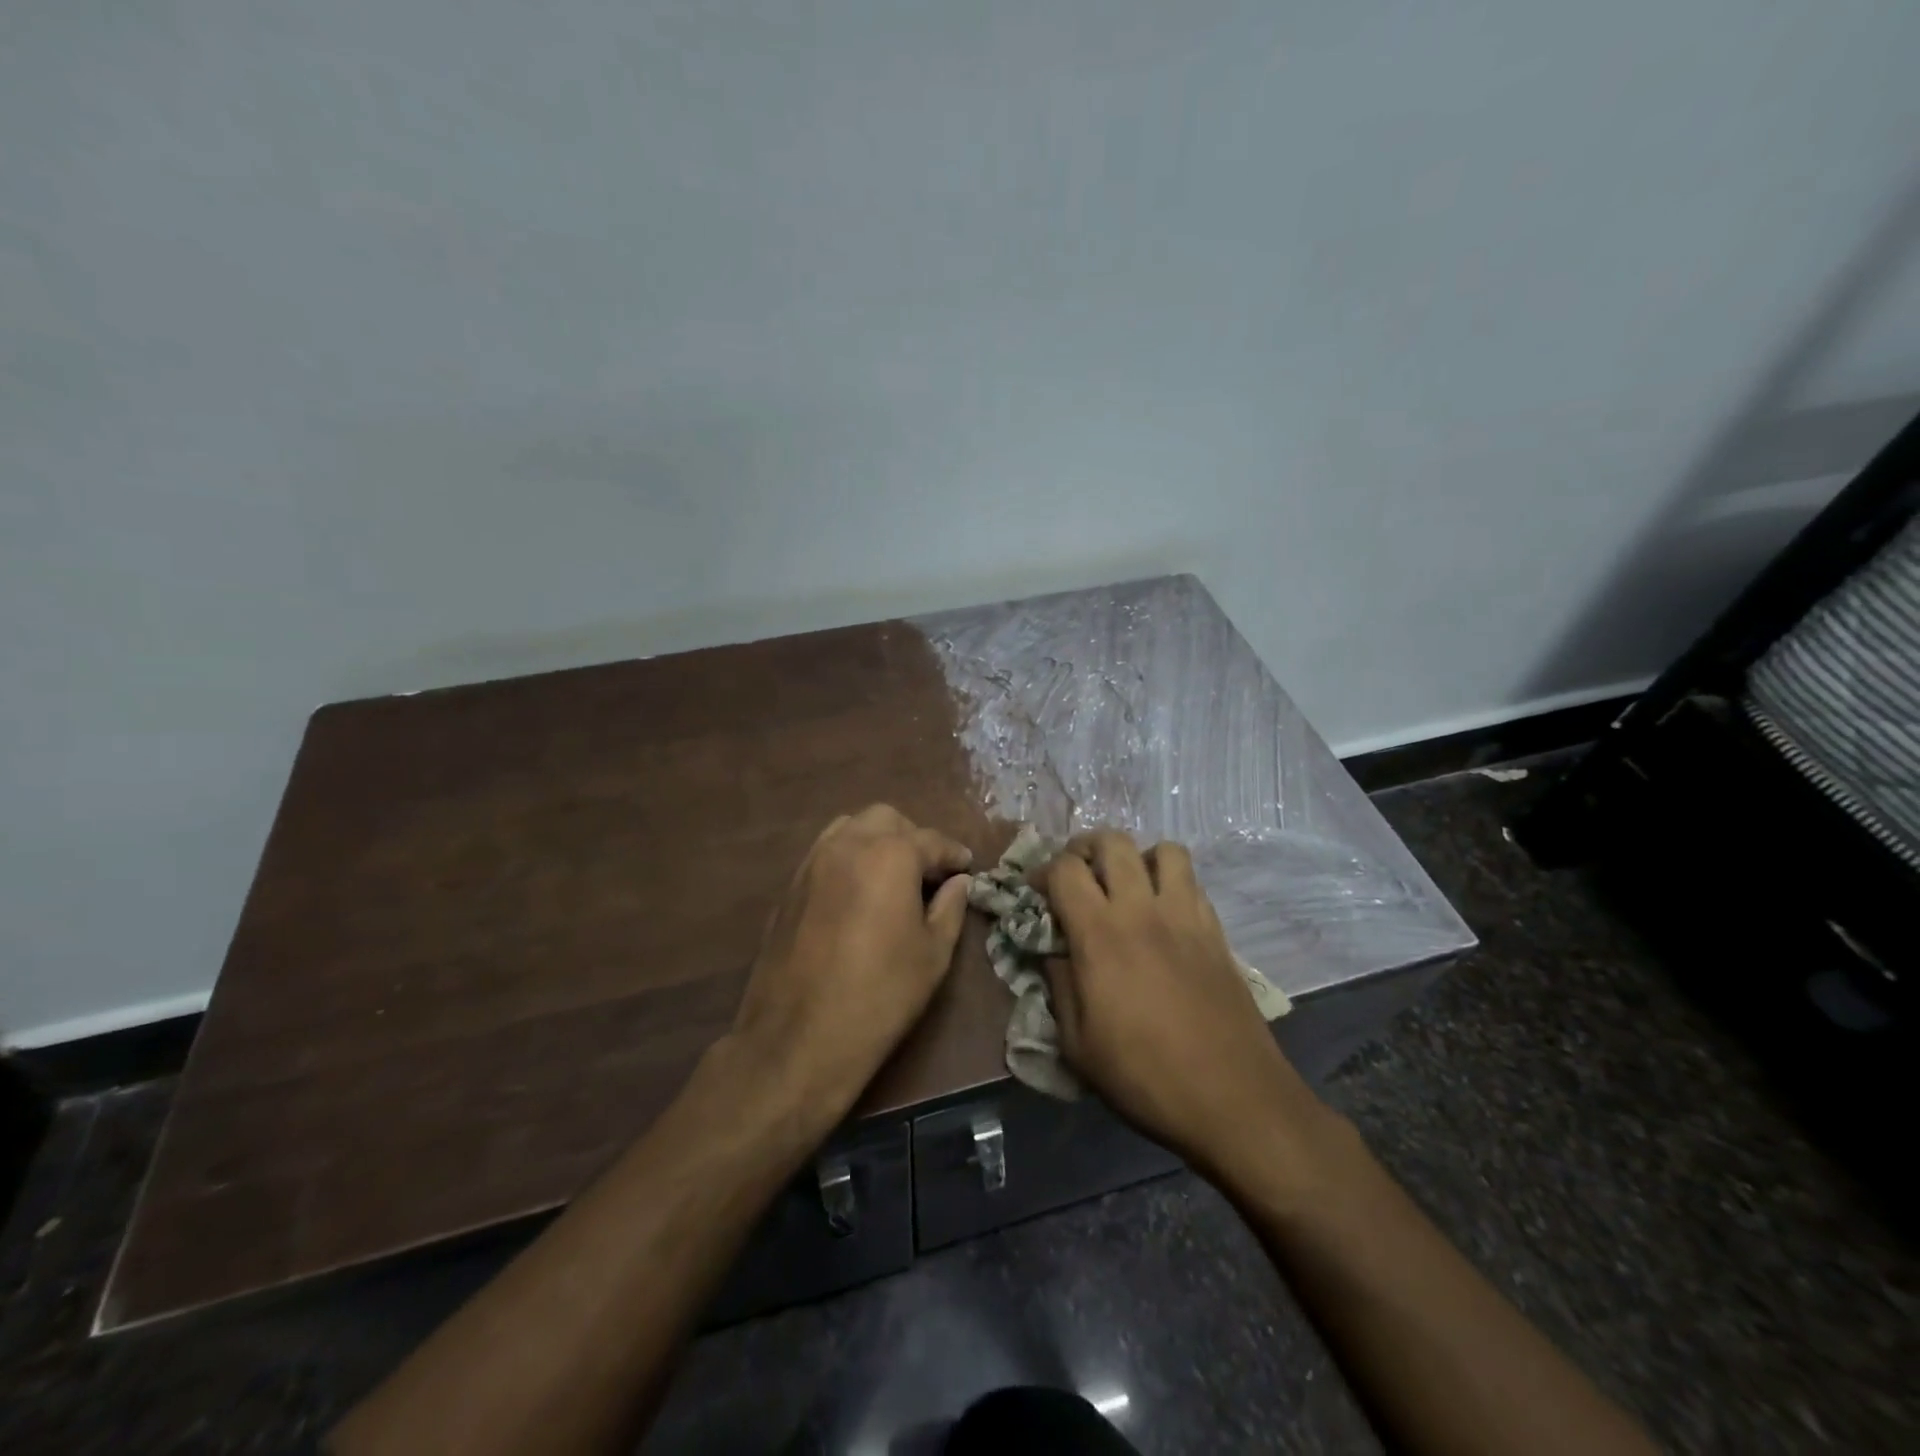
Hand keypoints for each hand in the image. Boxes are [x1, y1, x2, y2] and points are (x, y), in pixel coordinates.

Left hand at [727, 804, 972, 1124]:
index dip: (953, 854)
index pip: (931, 840)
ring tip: (891, 877)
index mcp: (889, 855)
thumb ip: (950, 908)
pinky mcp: (789, 886)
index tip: (967, 867)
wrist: (799, 1038)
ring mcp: (812, 862)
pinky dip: (848, 858)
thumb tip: (959, 882)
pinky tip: (857, 893)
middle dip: (912, 838)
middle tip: (928, 873)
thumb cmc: (881, 995)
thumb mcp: (933, 955)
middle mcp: (848, 844)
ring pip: (850, 828)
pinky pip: (825, 853)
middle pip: (887, 819)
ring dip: (876, 841)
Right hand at [1037, 830, 1319, 1171]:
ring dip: (1137, 857)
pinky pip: (1192, 881)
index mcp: (1100, 934)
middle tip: (1078, 875)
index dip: (1044, 871)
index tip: (1038, 893)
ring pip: (1163, 849)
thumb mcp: (1077, 1045)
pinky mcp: (1216, 931)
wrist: (1233, 1098)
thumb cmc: (1145, 1076)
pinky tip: (1163, 914)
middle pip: (1113, 842)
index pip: (1066, 869)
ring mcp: (1185, 915)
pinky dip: (1171, 881)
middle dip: (1086, 848)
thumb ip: (1059, 986)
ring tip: (1127, 884)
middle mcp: (1142, 910)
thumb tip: (1055, 953)